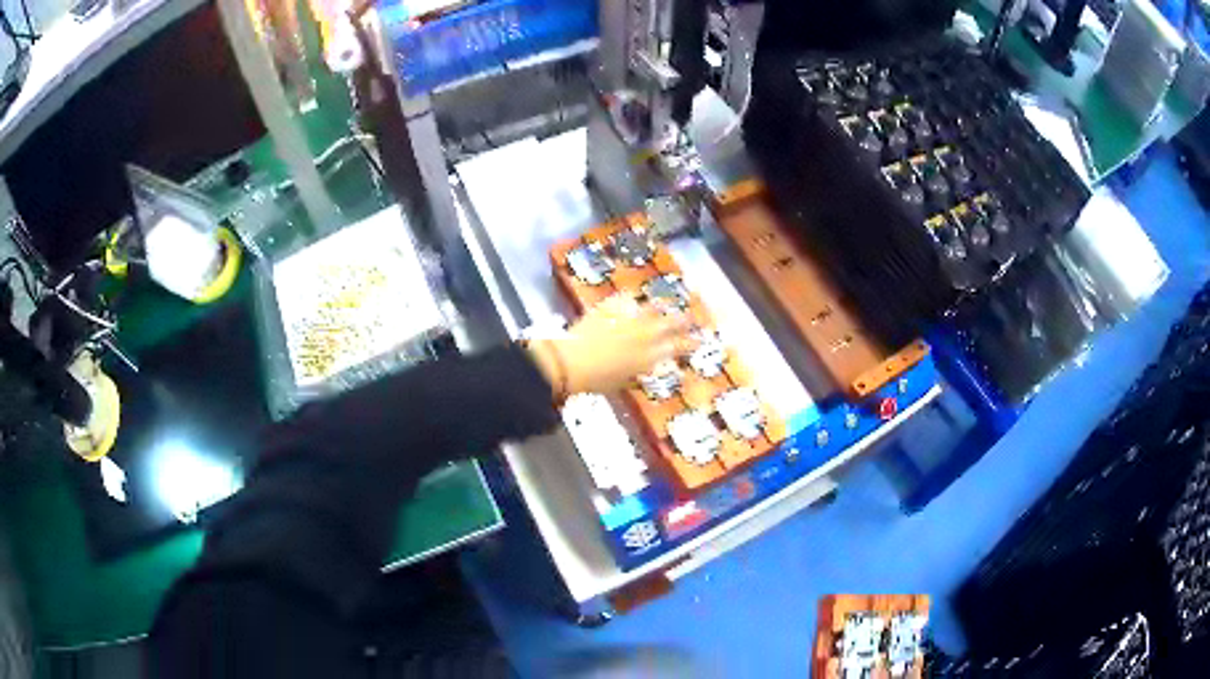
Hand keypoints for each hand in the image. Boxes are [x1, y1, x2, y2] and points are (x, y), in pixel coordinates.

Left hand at [528, 296, 691, 399]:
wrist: (570, 360)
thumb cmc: (596, 380)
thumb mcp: (622, 383)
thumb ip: (637, 373)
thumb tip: (645, 368)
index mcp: (650, 356)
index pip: (679, 347)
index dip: (691, 343)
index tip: (699, 339)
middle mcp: (645, 334)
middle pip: (672, 322)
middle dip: (684, 319)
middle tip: (690, 317)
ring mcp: (629, 317)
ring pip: (653, 307)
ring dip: (662, 306)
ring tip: (666, 304)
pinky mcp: (611, 306)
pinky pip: (627, 298)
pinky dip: (631, 299)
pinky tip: (631, 298)